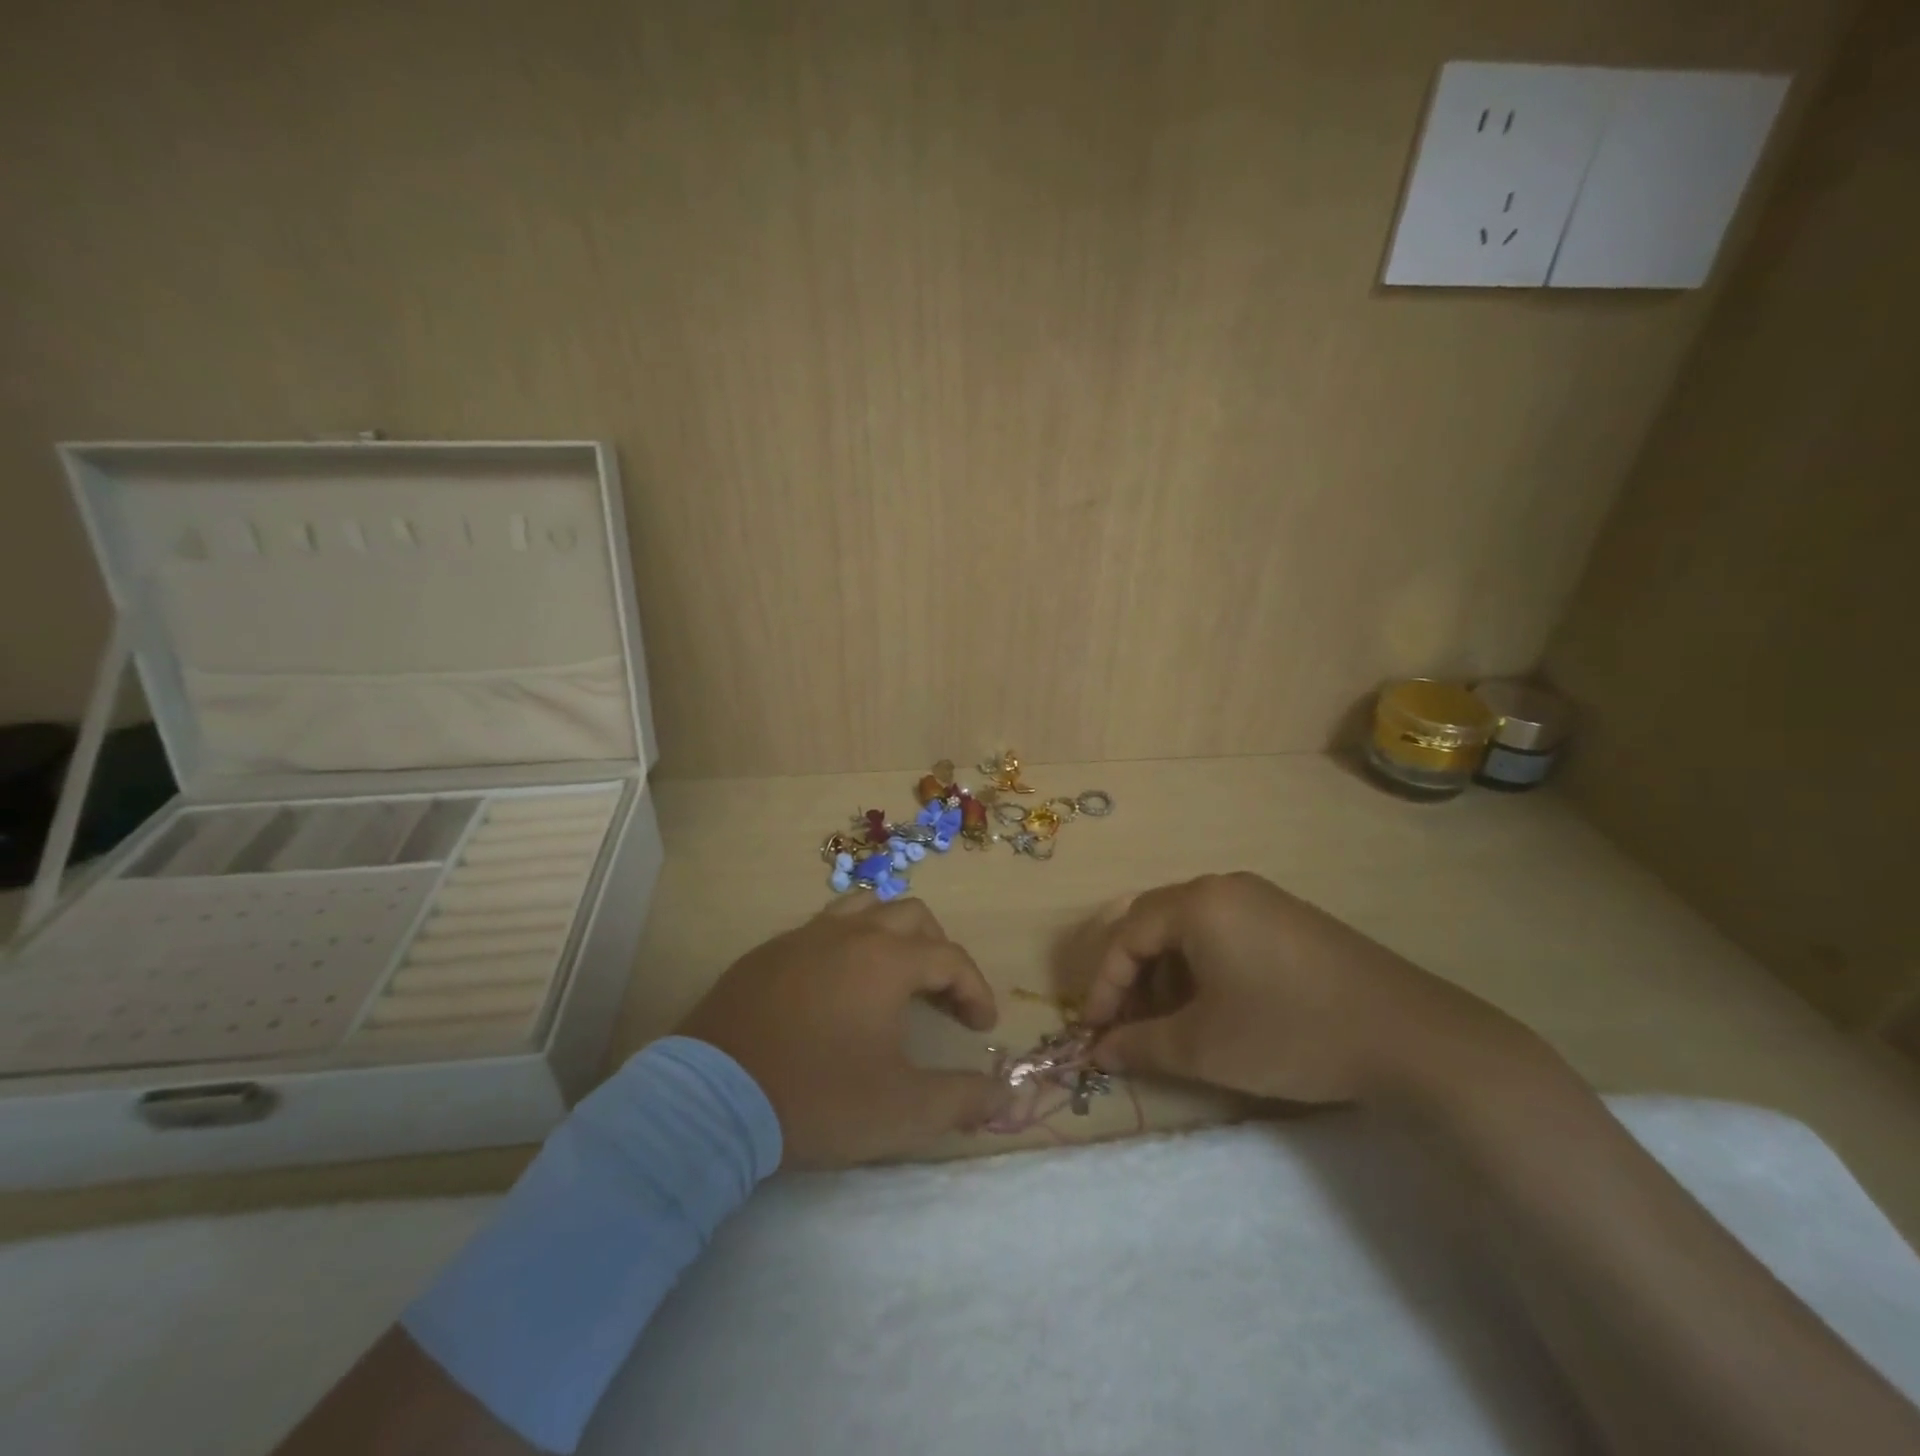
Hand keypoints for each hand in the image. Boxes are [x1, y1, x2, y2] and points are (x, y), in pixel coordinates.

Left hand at [677, 897, 1006, 1166]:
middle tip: (942, 995)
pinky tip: (836, 988)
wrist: (712, 1100)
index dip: (976, 990)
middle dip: (937, 951)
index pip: (951, 958)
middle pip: (911, 917)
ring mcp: (803, 937)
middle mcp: (849, 933)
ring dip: (891, 935)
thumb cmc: (818, 1098)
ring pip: (863, 909)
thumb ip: (962, 1100)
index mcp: (887, 960)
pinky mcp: (767, 953)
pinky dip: (846, 946)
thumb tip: (1007, 1096)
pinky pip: (820, 930)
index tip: (982, 1026)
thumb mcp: (901, 1111)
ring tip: (894, 975)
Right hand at [1078, 873, 1522, 1104]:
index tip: (1094, 1032)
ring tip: (1172, 1022)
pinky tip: (1218, 1007)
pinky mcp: (1291, 918)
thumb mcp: (1205, 1047)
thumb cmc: (1291, 1033)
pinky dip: (1204, 967)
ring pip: (1190, 928)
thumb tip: (1098, 1051)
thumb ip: (1141, 1046)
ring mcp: (1263, 898)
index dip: (1103, 985)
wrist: (1412, 1037)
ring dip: (1167, 973)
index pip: (1126, 935)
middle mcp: (1224, 887)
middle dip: (1133, 977)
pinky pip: (1225, 931)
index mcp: (1198, 903)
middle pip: (1154, 923)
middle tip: (1128, 1025)